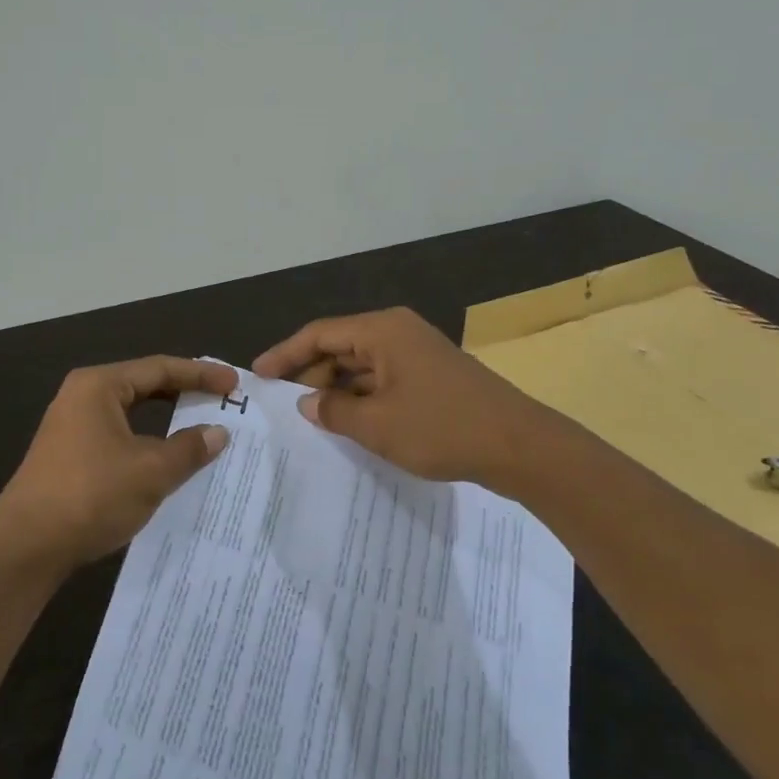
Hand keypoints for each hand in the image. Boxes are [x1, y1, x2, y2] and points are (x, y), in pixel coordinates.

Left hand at [0, 357, 236, 571]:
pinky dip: (147, 441)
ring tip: (201, 425)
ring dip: (166, 419)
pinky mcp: (69, 455)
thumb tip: (218, 432)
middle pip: (144, 385)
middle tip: (222, 400)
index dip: (201, 375)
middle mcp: (82, 396)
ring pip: (131, 413)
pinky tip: (166, 459)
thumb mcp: (150, 471)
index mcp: (99, 385)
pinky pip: (119, 435)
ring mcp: (72, 426)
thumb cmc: (91, 495)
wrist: (25, 546)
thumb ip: (189, 449)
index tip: (233, 385)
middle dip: (184, 392)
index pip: (160, 368)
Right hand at [253, 307, 563, 486]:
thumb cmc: (441, 428)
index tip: (258, 375)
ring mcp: (416, 354)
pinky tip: (348, 423)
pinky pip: (382, 380)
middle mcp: (397, 332)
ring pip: (361, 365)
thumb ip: (333, 410)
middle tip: (284, 406)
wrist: (520, 447)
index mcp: (382, 330)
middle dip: (310, 375)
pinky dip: (361, 398)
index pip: (319, 334)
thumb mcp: (377, 425)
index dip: (285, 354)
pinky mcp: (430, 376)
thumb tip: (308, 403)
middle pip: (340, 347)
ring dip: (336, 390)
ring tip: (311, 419)